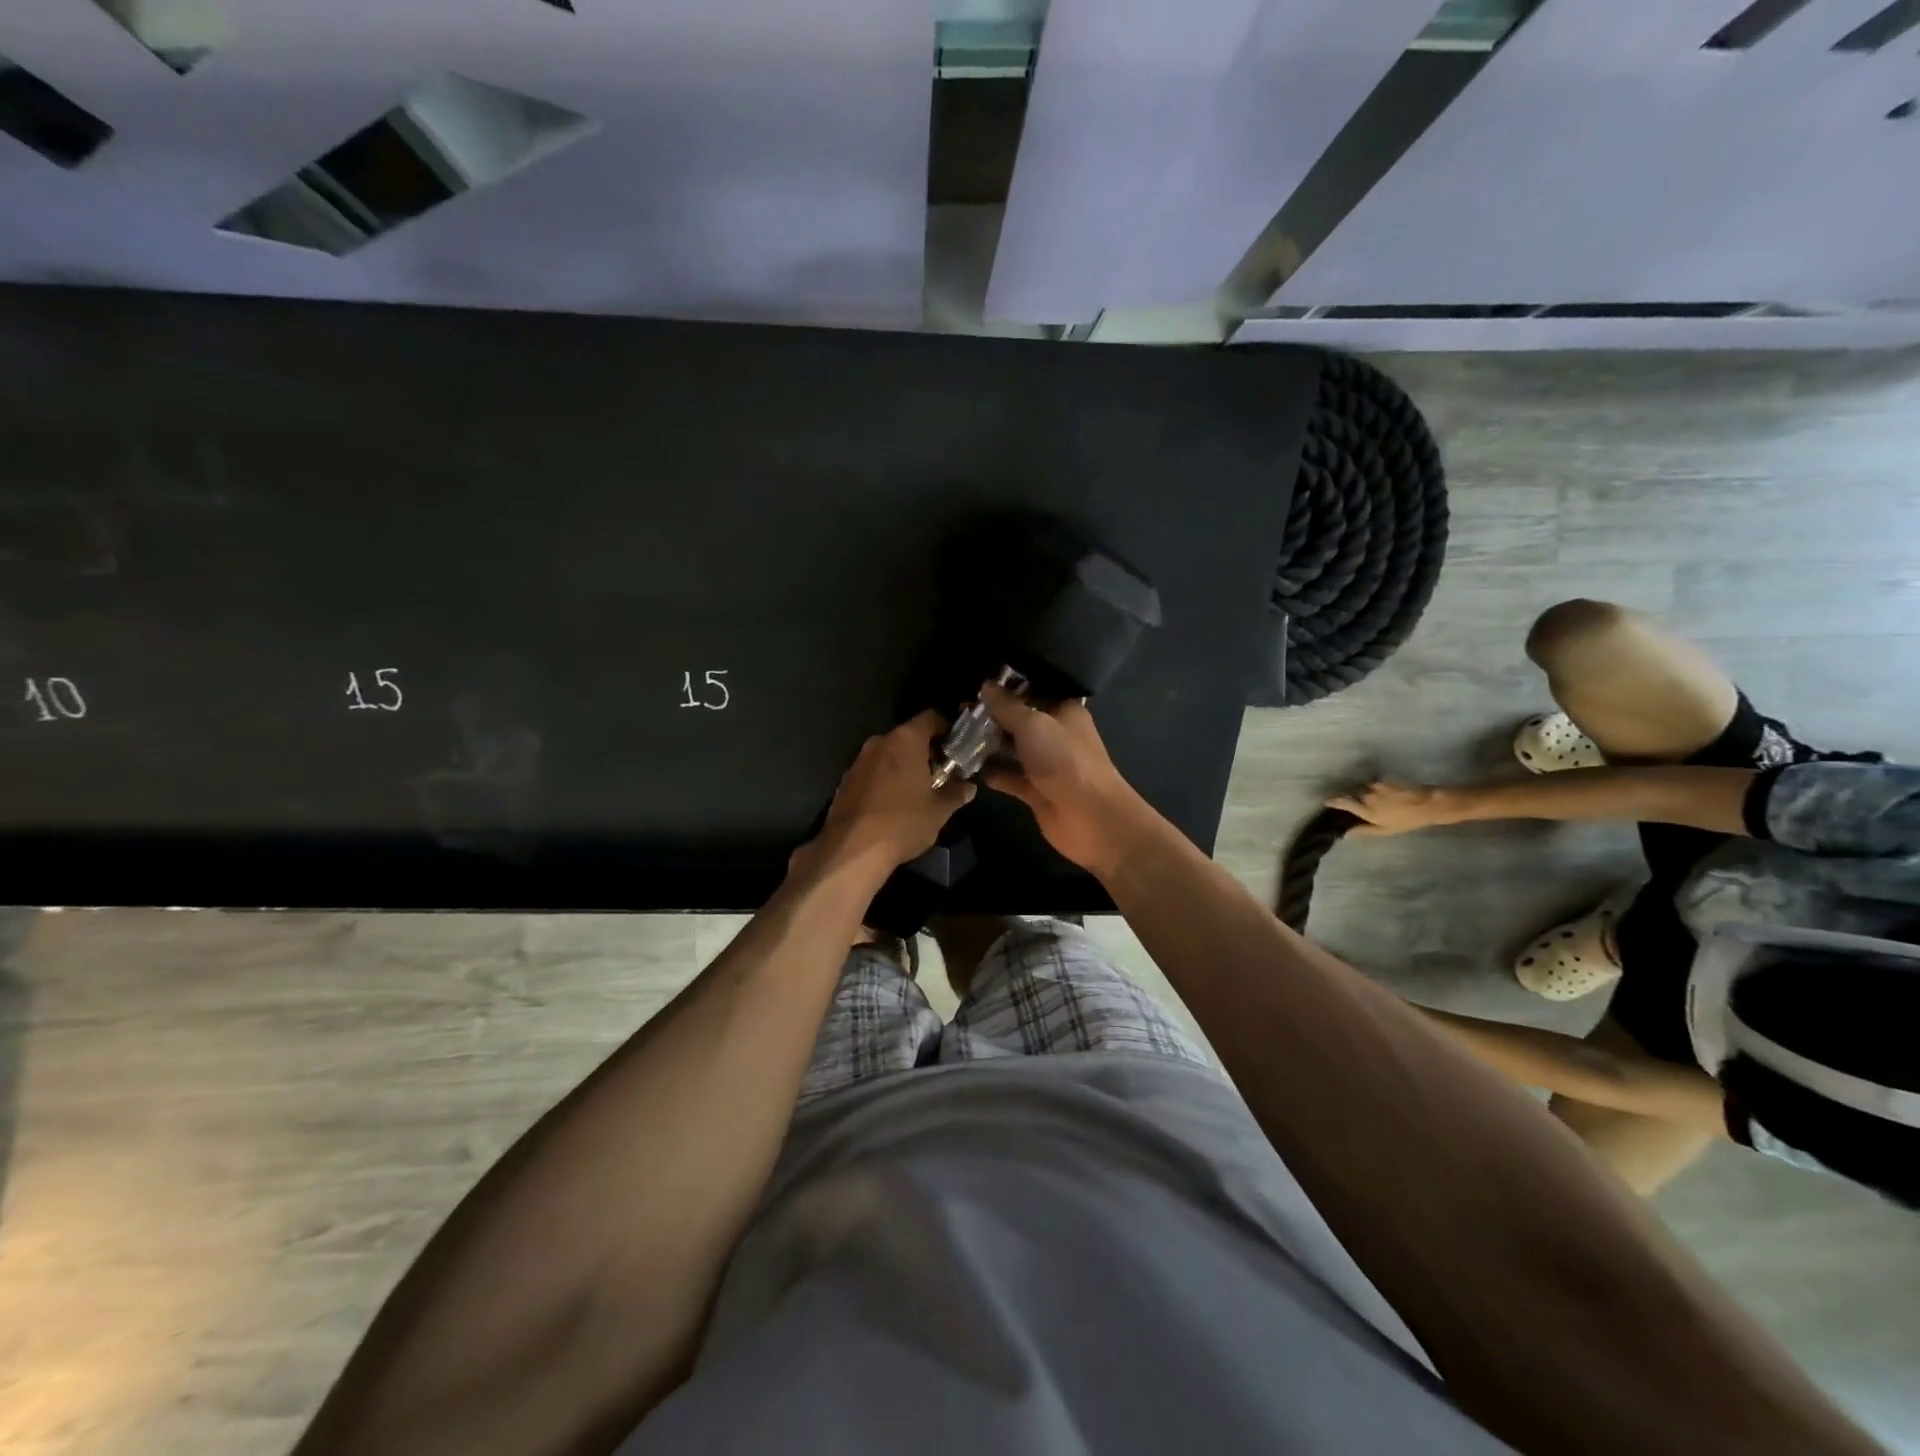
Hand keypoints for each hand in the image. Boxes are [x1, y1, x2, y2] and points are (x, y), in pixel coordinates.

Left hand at [810, 710, 974, 871]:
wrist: (852, 849)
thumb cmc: (903, 822)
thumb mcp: (939, 810)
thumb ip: (956, 793)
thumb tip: (968, 787)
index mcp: (905, 740)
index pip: (931, 718)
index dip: (947, 729)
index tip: (957, 747)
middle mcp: (879, 742)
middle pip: (909, 736)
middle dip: (926, 752)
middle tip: (942, 773)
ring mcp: (858, 760)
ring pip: (889, 754)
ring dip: (904, 766)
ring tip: (918, 791)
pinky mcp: (845, 781)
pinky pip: (873, 772)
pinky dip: (886, 780)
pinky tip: (893, 803)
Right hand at [978, 681, 1145, 875]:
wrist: (1090, 817)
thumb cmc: (1064, 760)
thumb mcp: (1033, 725)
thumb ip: (1007, 706)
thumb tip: (986, 685)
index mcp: (1063, 711)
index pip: (1034, 691)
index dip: (1007, 687)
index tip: (977, 684)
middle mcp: (1055, 734)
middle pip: (1020, 720)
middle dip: (992, 716)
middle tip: (960, 709)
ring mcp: (1046, 764)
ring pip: (1013, 749)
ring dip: (989, 744)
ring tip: (957, 735)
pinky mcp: (1036, 790)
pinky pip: (1011, 777)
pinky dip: (994, 773)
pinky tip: (969, 767)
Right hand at [1324, 781, 1458, 835]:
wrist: (1427, 805)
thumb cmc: (1406, 821)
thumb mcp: (1385, 830)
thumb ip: (1364, 830)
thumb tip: (1346, 833)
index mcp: (1367, 811)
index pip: (1344, 803)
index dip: (1334, 801)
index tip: (1327, 801)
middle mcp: (1368, 797)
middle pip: (1353, 794)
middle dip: (1355, 797)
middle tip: (1362, 803)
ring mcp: (1376, 787)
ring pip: (1364, 787)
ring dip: (1366, 791)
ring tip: (1377, 797)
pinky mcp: (1384, 779)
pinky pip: (1374, 783)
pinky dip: (1376, 787)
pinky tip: (1386, 792)